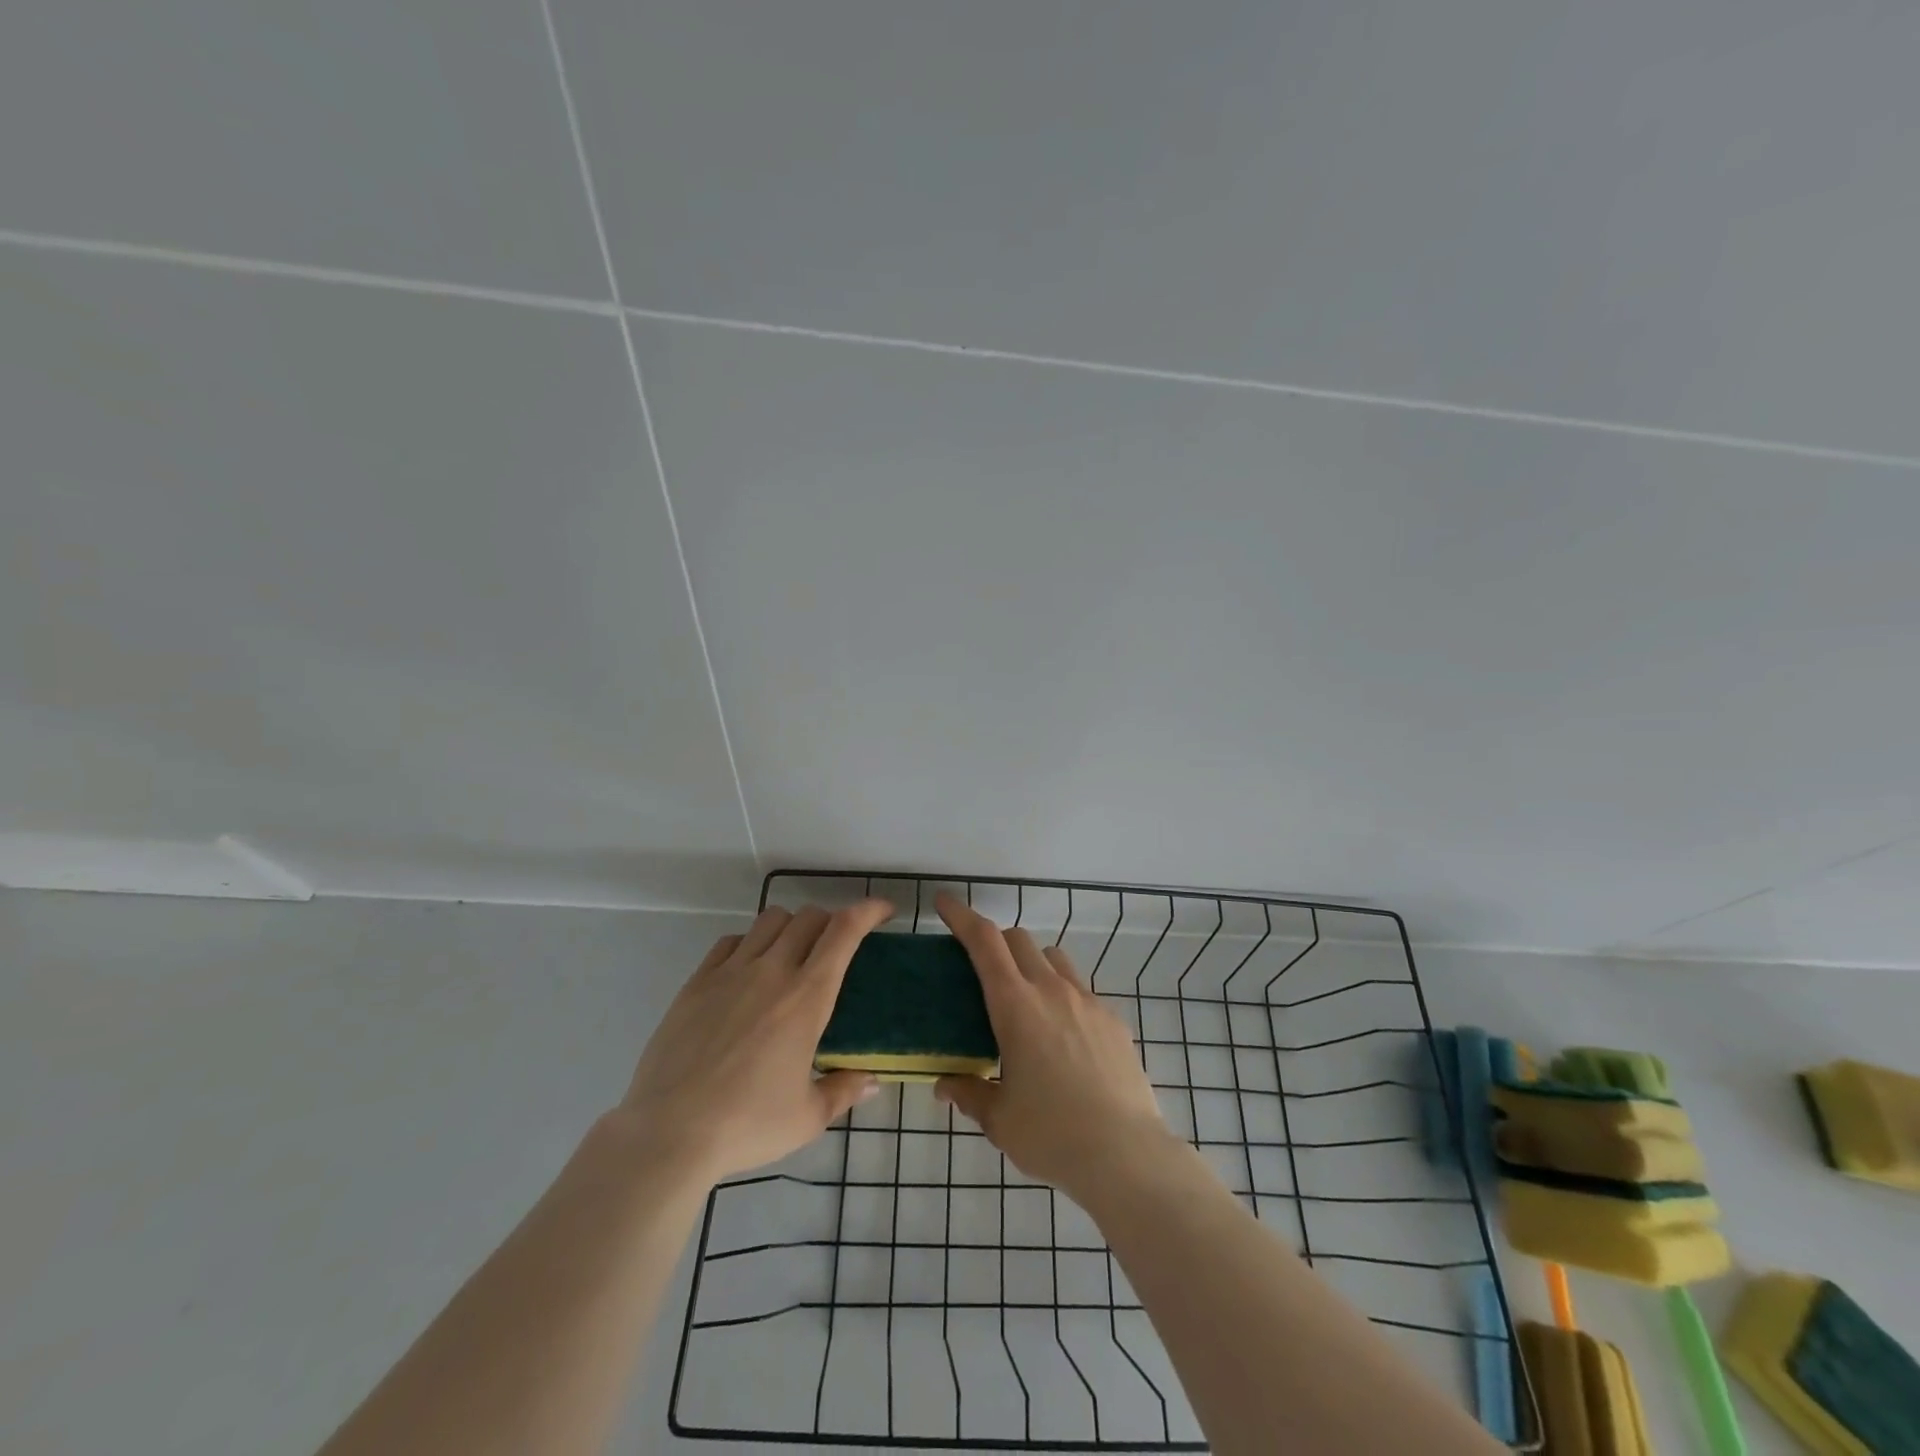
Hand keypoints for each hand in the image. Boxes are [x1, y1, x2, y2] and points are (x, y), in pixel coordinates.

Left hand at [614, 901, 890, 1184]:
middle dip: (831, 922)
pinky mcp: (697, 982)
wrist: (668, 1133)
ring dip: (791, 927)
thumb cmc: (746, 1125)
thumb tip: (873, 1081)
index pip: (844, 930)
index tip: (885, 911)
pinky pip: (730, 942)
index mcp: (807, 997)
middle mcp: (772, 971)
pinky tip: (747, 971)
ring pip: (770, 920)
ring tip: (792, 955)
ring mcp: (730, 972)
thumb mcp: (807, 1117)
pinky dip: (749, 944)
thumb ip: (844, 1090)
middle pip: (809, 917)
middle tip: (836, 947)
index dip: (869, 910)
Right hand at [933, 893, 1175, 1198]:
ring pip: (1053, 957)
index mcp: (1015, 1005)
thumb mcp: (999, 1119)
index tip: (944, 902)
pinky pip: (1080, 989)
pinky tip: (1062, 1034)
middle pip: (1018, 939)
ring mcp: (1087, 1001)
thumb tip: (945, 1085)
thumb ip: (969, 1094)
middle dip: (995, 941)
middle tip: (981, 969)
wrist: (1125, 1154)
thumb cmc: (1051, 1134)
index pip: (983, 941)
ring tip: (1024, 999)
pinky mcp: (1112, 1019)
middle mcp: (1051, 990)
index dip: (961, 915)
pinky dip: (1061, 993)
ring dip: (1031, 962)